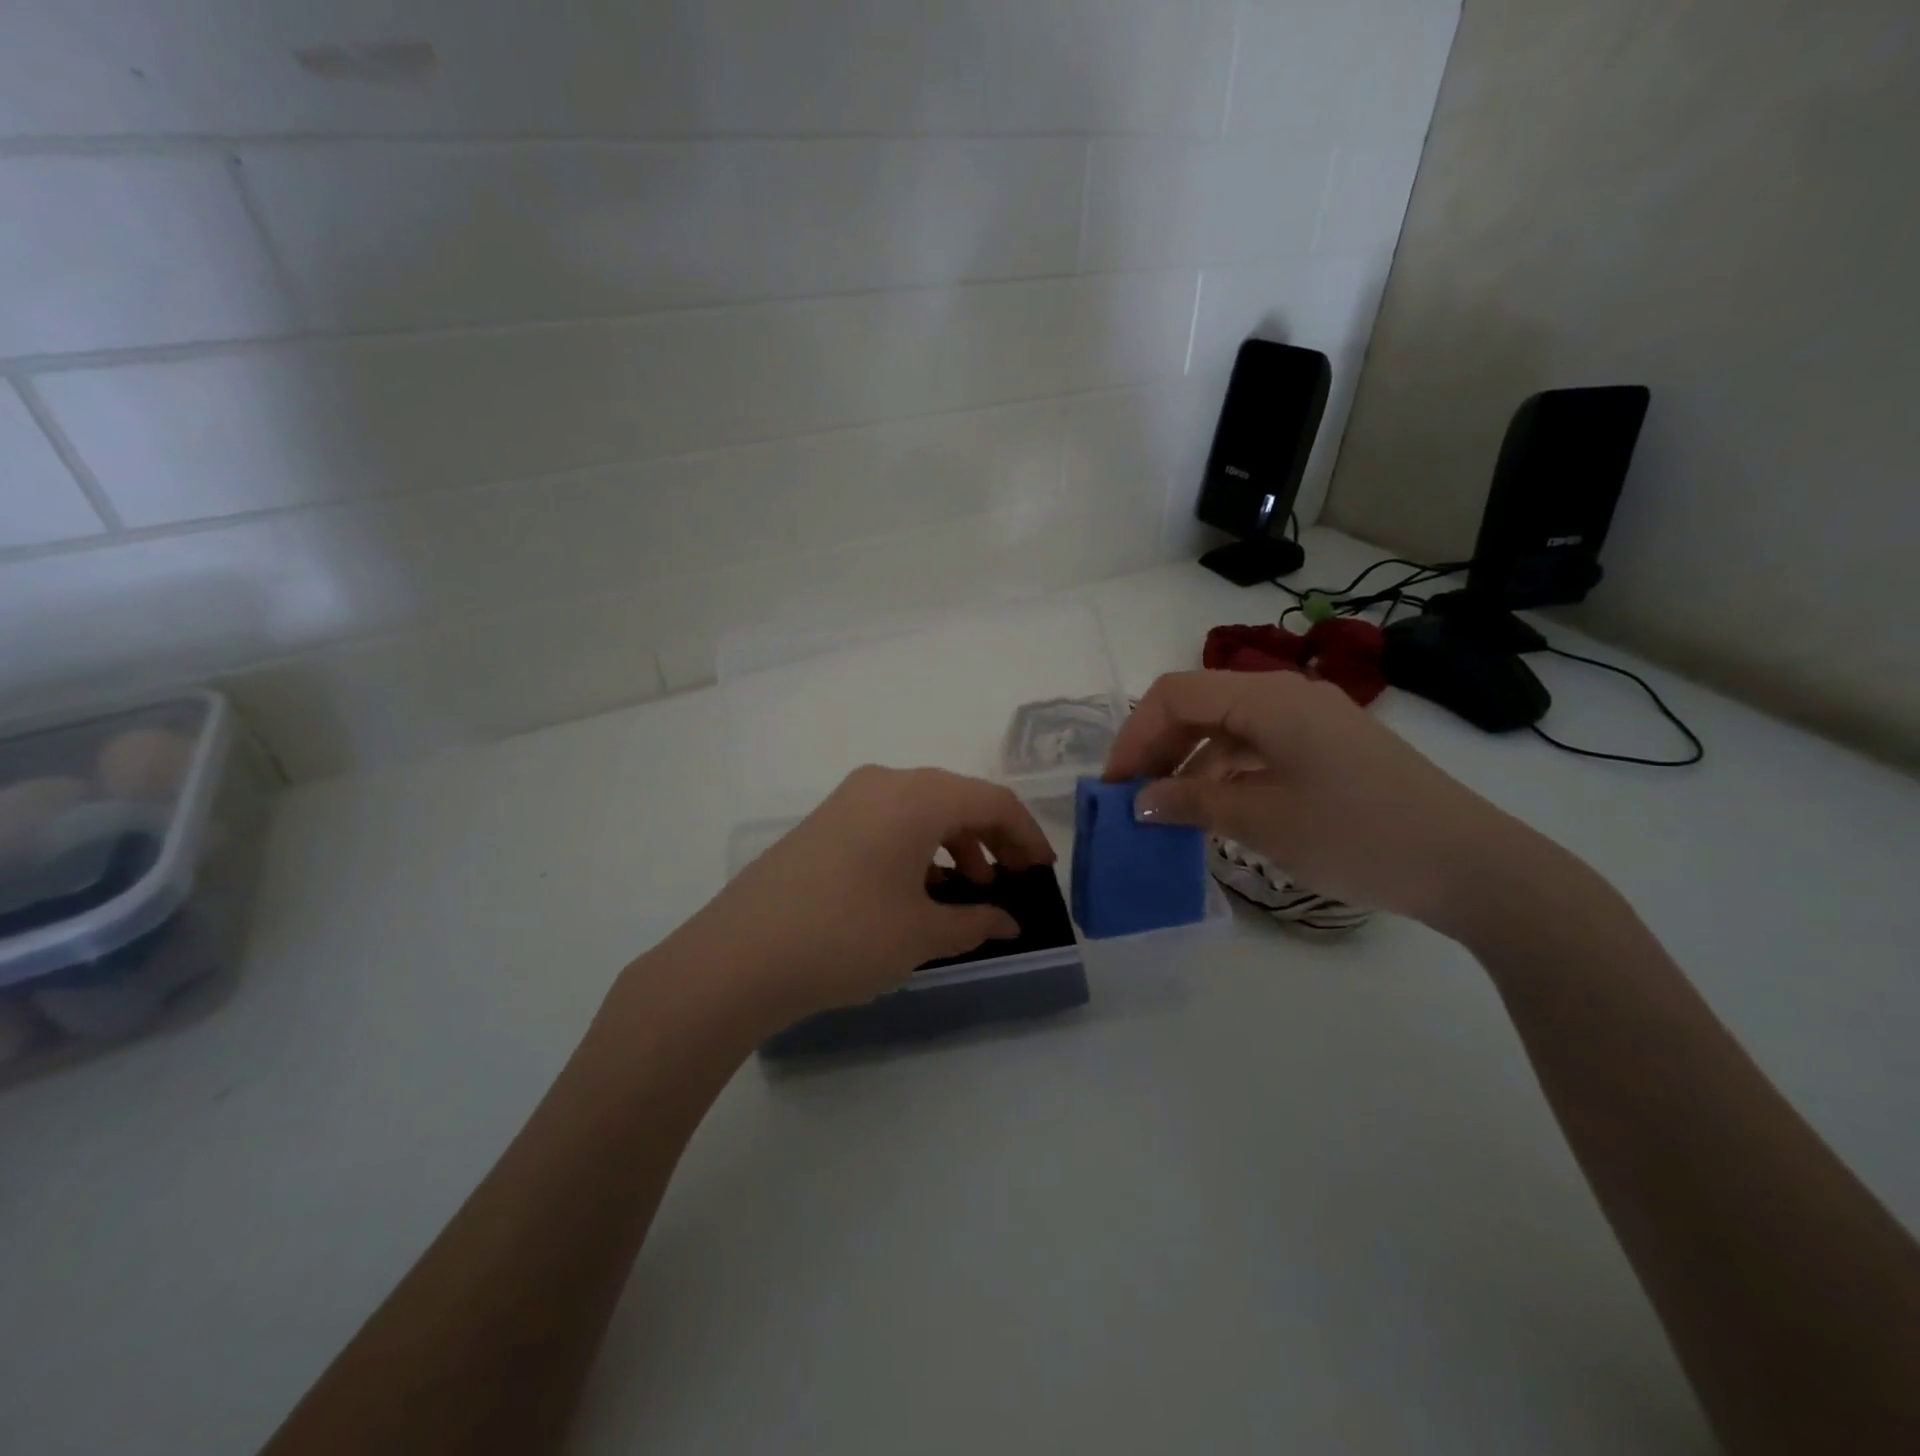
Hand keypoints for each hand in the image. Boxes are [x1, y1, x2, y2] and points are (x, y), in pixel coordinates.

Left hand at [680, 766, 1055, 1024]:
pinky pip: (888, 821)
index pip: (991, 801)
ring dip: (954, 844)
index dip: (1026, 834)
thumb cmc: (845, 937)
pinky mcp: (824, 822)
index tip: (1042, 871)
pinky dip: (917, 847)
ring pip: (921, 809)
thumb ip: (974, 922)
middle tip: (1011, 881)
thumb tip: (1008, 922)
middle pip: (957, 799)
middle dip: (992, 838)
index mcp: (916, 797)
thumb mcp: (920, 934)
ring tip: (967, 890)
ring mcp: (848, 799)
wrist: (738, 957)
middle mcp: (884, 783)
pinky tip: (918, 889)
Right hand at [1105, 670, 1553, 937]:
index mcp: (1268, 698)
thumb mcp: (1262, 821)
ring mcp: (1312, 720)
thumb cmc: (1357, 836)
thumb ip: (1192, 802)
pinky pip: (1258, 746)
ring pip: (1227, 726)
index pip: (1176, 695)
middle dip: (1158, 747)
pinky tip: (1214, 808)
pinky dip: (1226, 771)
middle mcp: (1287, 695)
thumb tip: (1140, 802)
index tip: (1115, 786)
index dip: (1135, 736)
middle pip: (1200, 704)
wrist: (1472, 866)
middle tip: (1134, 798)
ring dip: (1189, 761)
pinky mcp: (1329, 747)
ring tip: (1166, 809)